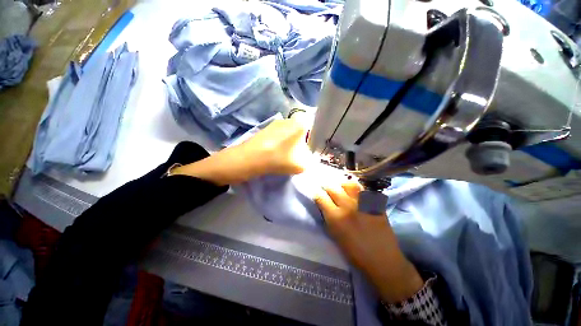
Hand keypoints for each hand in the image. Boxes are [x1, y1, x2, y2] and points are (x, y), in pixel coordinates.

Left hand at [173, 118, 312, 184]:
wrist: (248, 159)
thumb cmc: (277, 159)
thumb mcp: (300, 165)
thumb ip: (310, 162)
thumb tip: (311, 159)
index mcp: (299, 124)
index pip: (314, 125)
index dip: (315, 137)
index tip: (313, 148)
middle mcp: (289, 119)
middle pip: (303, 129)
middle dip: (304, 141)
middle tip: (302, 153)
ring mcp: (276, 123)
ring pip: (291, 131)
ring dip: (293, 142)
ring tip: (290, 154)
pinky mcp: (267, 128)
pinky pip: (281, 134)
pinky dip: (283, 142)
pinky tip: (279, 151)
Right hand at [314, 182, 423, 303]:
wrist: (382, 260)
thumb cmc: (355, 253)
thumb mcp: (335, 236)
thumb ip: (329, 218)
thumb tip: (324, 205)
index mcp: (336, 217)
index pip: (321, 197)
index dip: (317, 194)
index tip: (317, 193)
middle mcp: (347, 206)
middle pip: (333, 187)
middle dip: (327, 186)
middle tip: (327, 188)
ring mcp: (363, 203)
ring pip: (349, 184)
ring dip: (342, 185)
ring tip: (342, 188)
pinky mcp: (375, 204)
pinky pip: (364, 190)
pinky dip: (358, 190)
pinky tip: (357, 193)